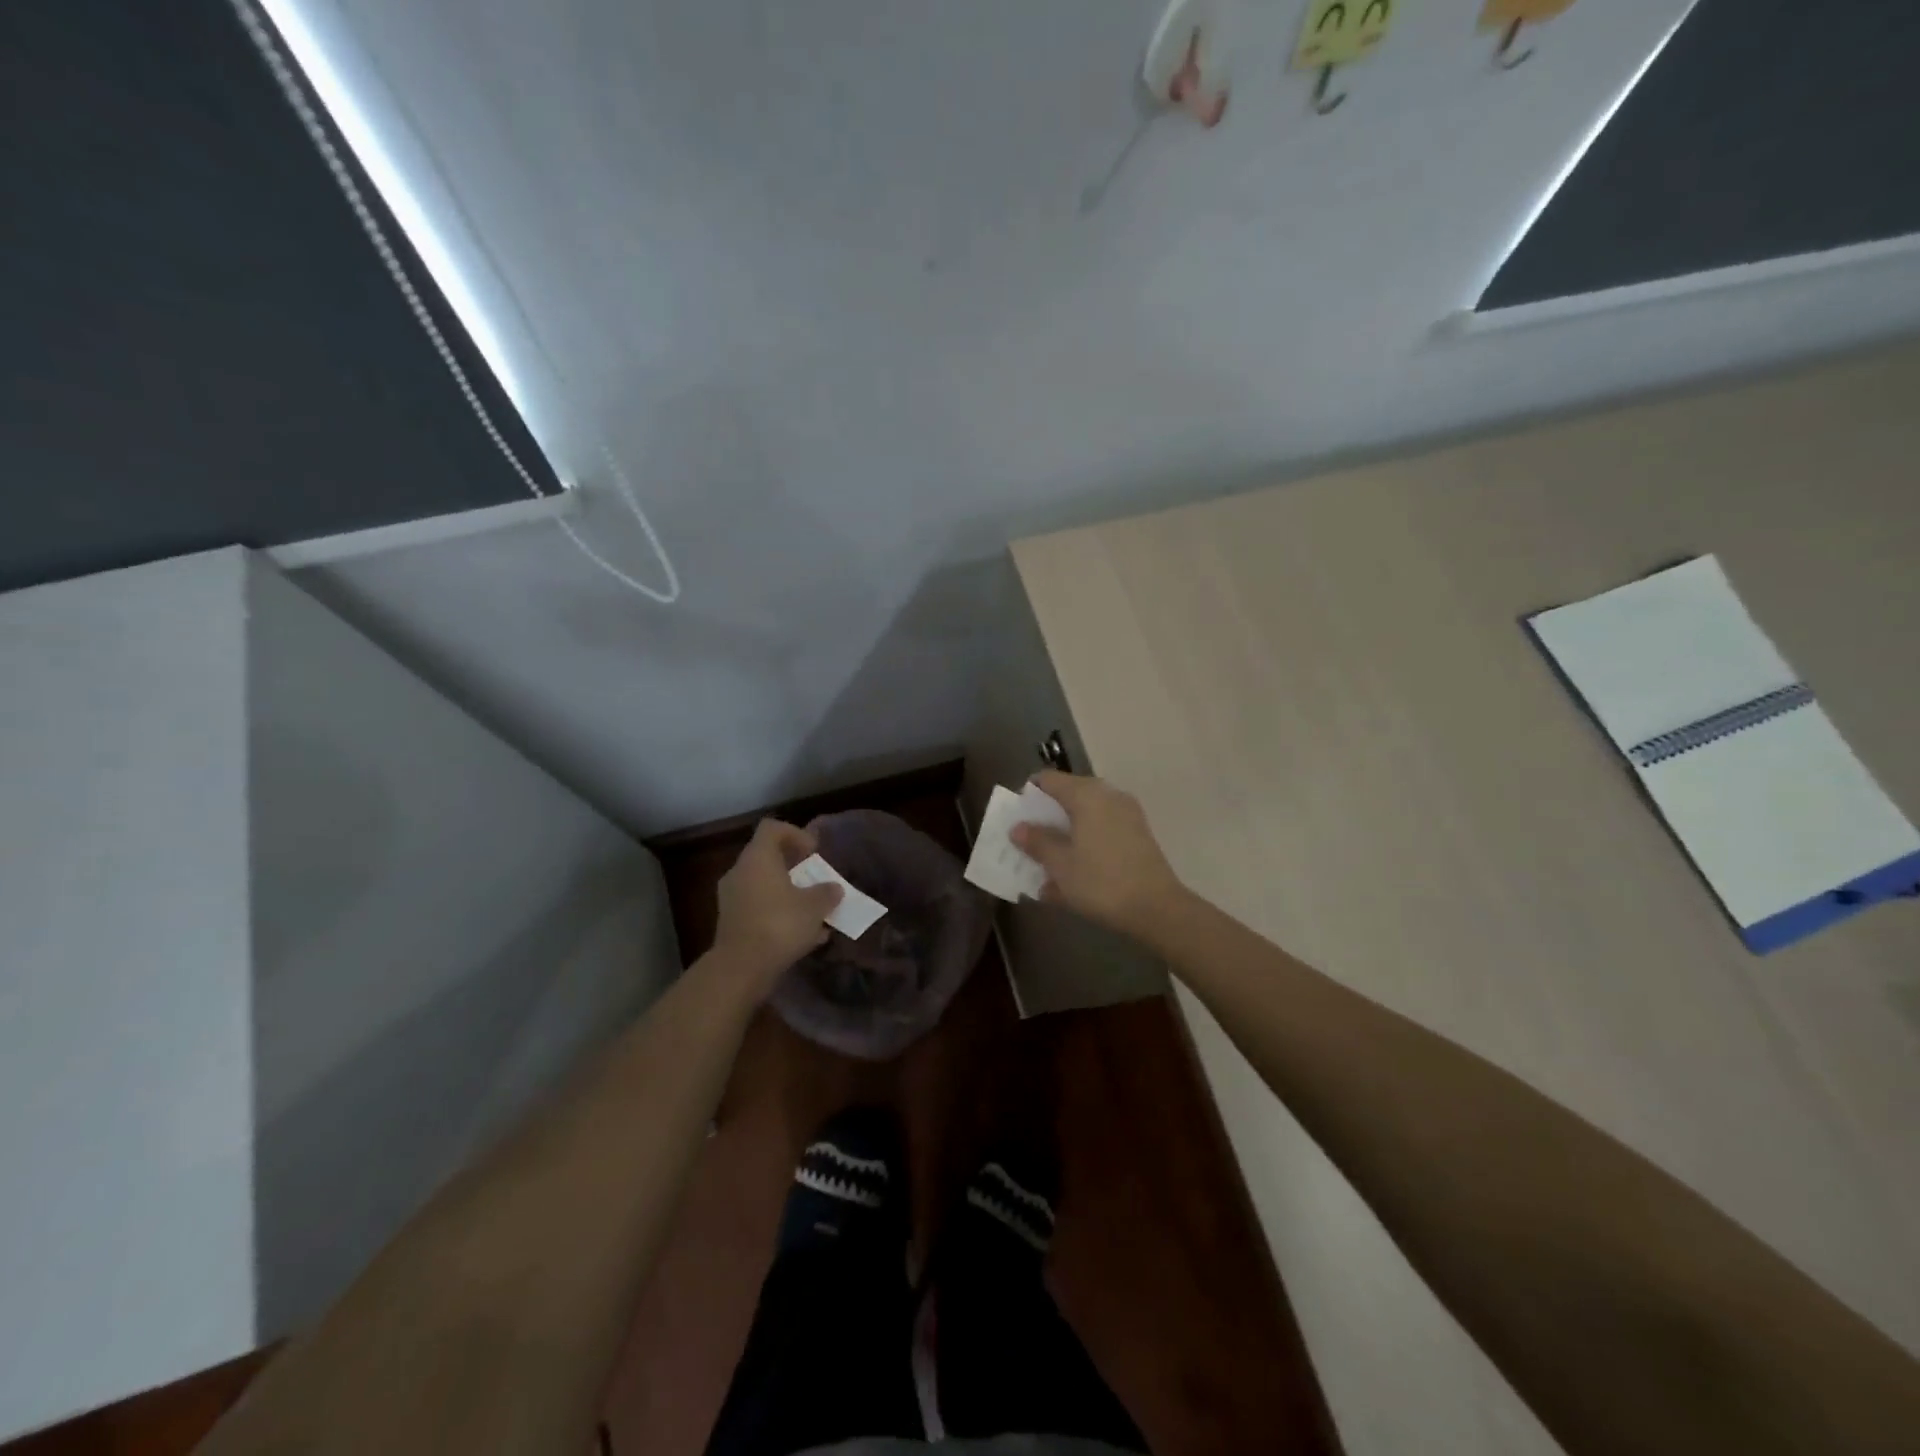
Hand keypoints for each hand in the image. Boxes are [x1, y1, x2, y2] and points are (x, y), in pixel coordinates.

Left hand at [710, 819, 842, 992]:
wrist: (741, 968)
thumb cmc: (780, 924)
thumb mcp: (815, 906)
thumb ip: (827, 892)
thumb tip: (834, 888)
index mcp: (758, 858)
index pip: (772, 828)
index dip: (795, 834)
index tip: (813, 852)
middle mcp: (740, 872)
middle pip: (768, 858)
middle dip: (795, 868)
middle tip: (815, 880)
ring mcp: (732, 899)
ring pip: (764, 886)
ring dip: (788, 894)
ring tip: (813, 912)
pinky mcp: (732, 923)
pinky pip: (759, 909)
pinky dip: (778, 915)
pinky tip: (802, 936)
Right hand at [1011, 771, 1183, 937]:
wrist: (1157, 908)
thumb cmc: (1101, 882)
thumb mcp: (1060, 864)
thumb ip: (1037, 842)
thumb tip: (1019, 827)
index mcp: (1086, 794)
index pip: (1048, 779)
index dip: (1028, 795)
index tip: (1016, 818)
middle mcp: (1108, 795)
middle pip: (1068, 796)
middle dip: (1046, 817)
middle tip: (1029, 841)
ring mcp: (1126, 814)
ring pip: (1086, 816)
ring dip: (1065, 833)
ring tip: (1048, 860)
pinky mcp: (1137, 835)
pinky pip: (1102, 830)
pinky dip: (1085, 843)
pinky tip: (1073, 871)